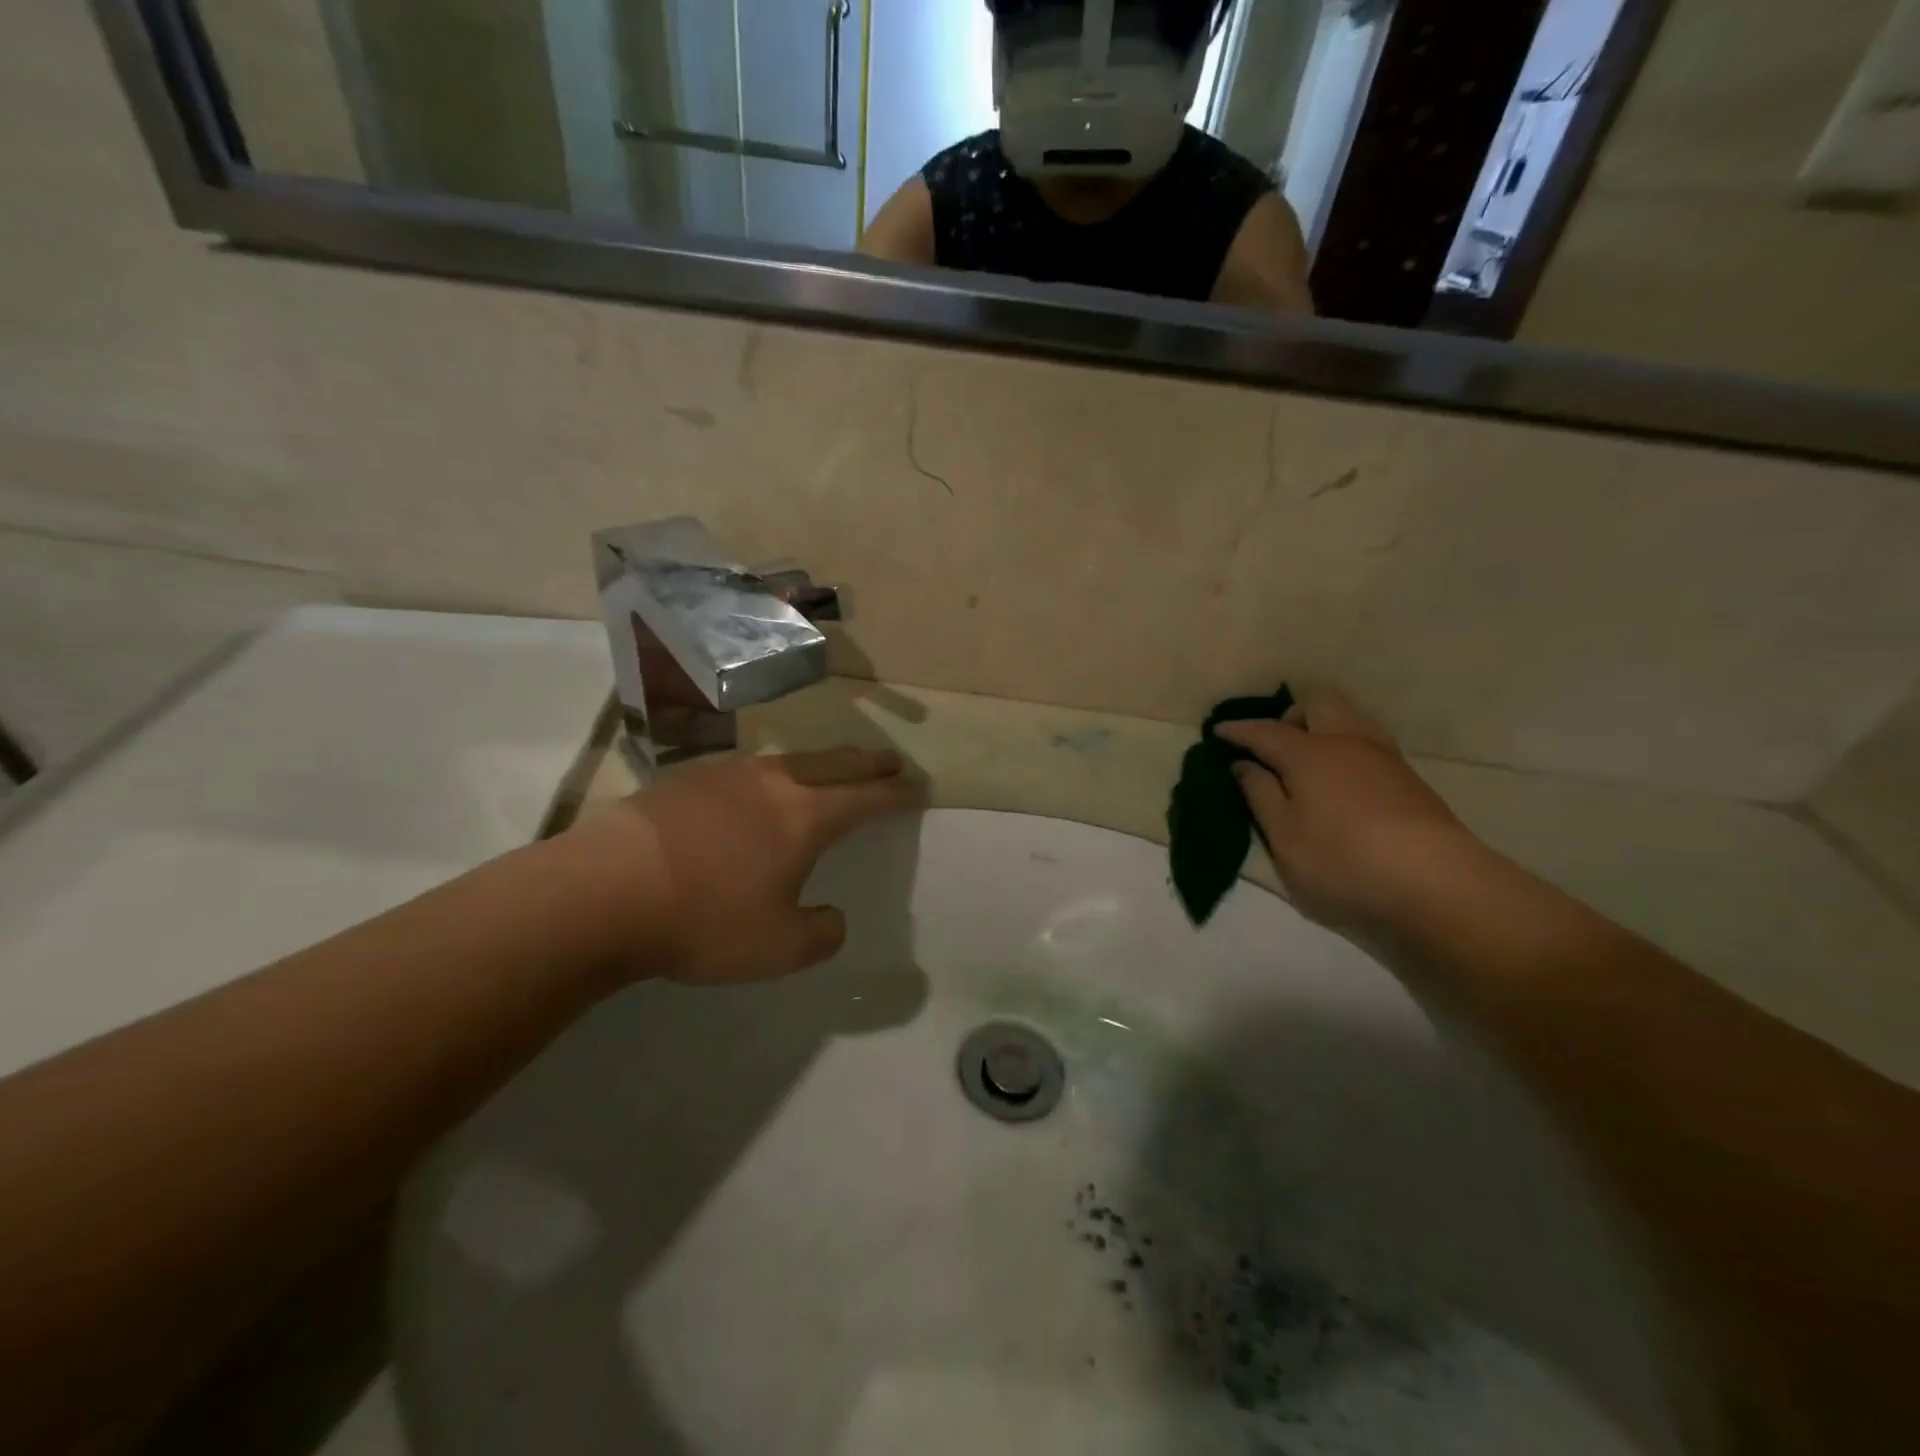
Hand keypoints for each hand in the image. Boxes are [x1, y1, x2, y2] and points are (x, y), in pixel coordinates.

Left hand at [566, 748, 922, 985]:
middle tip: (892, 760)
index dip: (896, 794)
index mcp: (806, 816)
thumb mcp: (779, 948)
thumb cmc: (704, 919)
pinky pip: (745, 770)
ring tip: (829, 769)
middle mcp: (773, 783)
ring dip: (820, 762)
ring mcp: (727, 774)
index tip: (918, 787)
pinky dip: (770, 775)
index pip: (866, 799)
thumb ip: (821, 934)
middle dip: (868, 763)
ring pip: (789, 760)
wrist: (604, 891)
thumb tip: (833, 917)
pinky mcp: (686, 779)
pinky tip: (756, 788)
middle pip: (834, 763)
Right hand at [1217, 691, 1477, 929]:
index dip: (1238, 730)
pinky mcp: (1409, 779)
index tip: (1217, 732)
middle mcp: (1347, 742)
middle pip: (1318, 703)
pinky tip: (1340, 782)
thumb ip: (1259, 795)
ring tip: (1306, 762)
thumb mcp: (1283, 836)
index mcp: (1309, 753)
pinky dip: (1344, 748)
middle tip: (1273, 745)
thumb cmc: (1343, 861)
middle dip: (1290, 715)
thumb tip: (1243, 765)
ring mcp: (1384, 758)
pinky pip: (1367, 743)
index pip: (1264, 731)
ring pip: (1349, 719)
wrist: (1437, 885)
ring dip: (1322, 728)